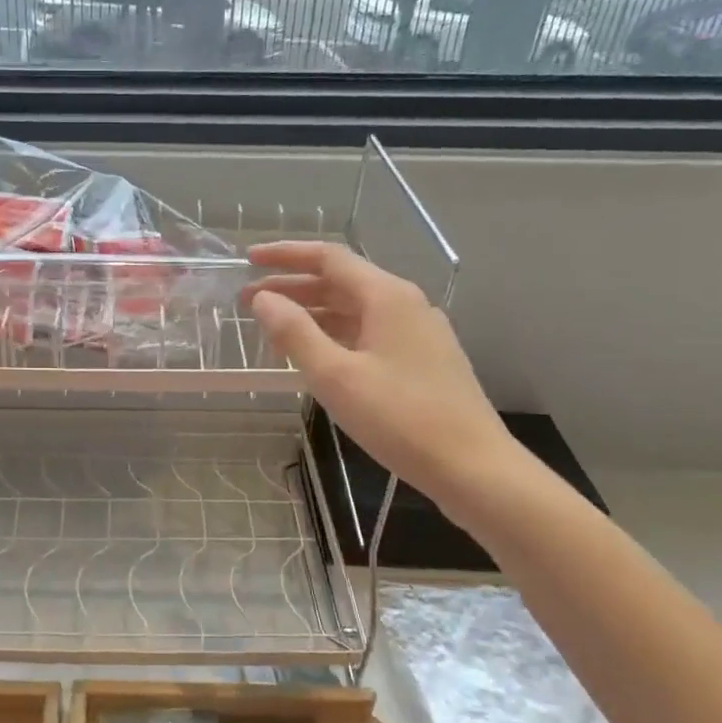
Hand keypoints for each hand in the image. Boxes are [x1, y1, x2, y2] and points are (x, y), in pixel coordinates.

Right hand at [243, 240, 524, 511]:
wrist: (474, 468)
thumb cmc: (400, 418)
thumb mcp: (336, 376)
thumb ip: (295, 333)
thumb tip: (263, 299)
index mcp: (387, 296)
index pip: (328, 257)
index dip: (285, 255)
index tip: (248, 259)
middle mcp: (405, 304)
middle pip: (341, 281)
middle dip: (292, 287)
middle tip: (248, 301)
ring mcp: (418, 333)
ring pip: (355, 309)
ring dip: (312, 312)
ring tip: (273, 328)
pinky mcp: (422, 360)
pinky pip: (368, 333)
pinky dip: (334, 335)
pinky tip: (315, 356)